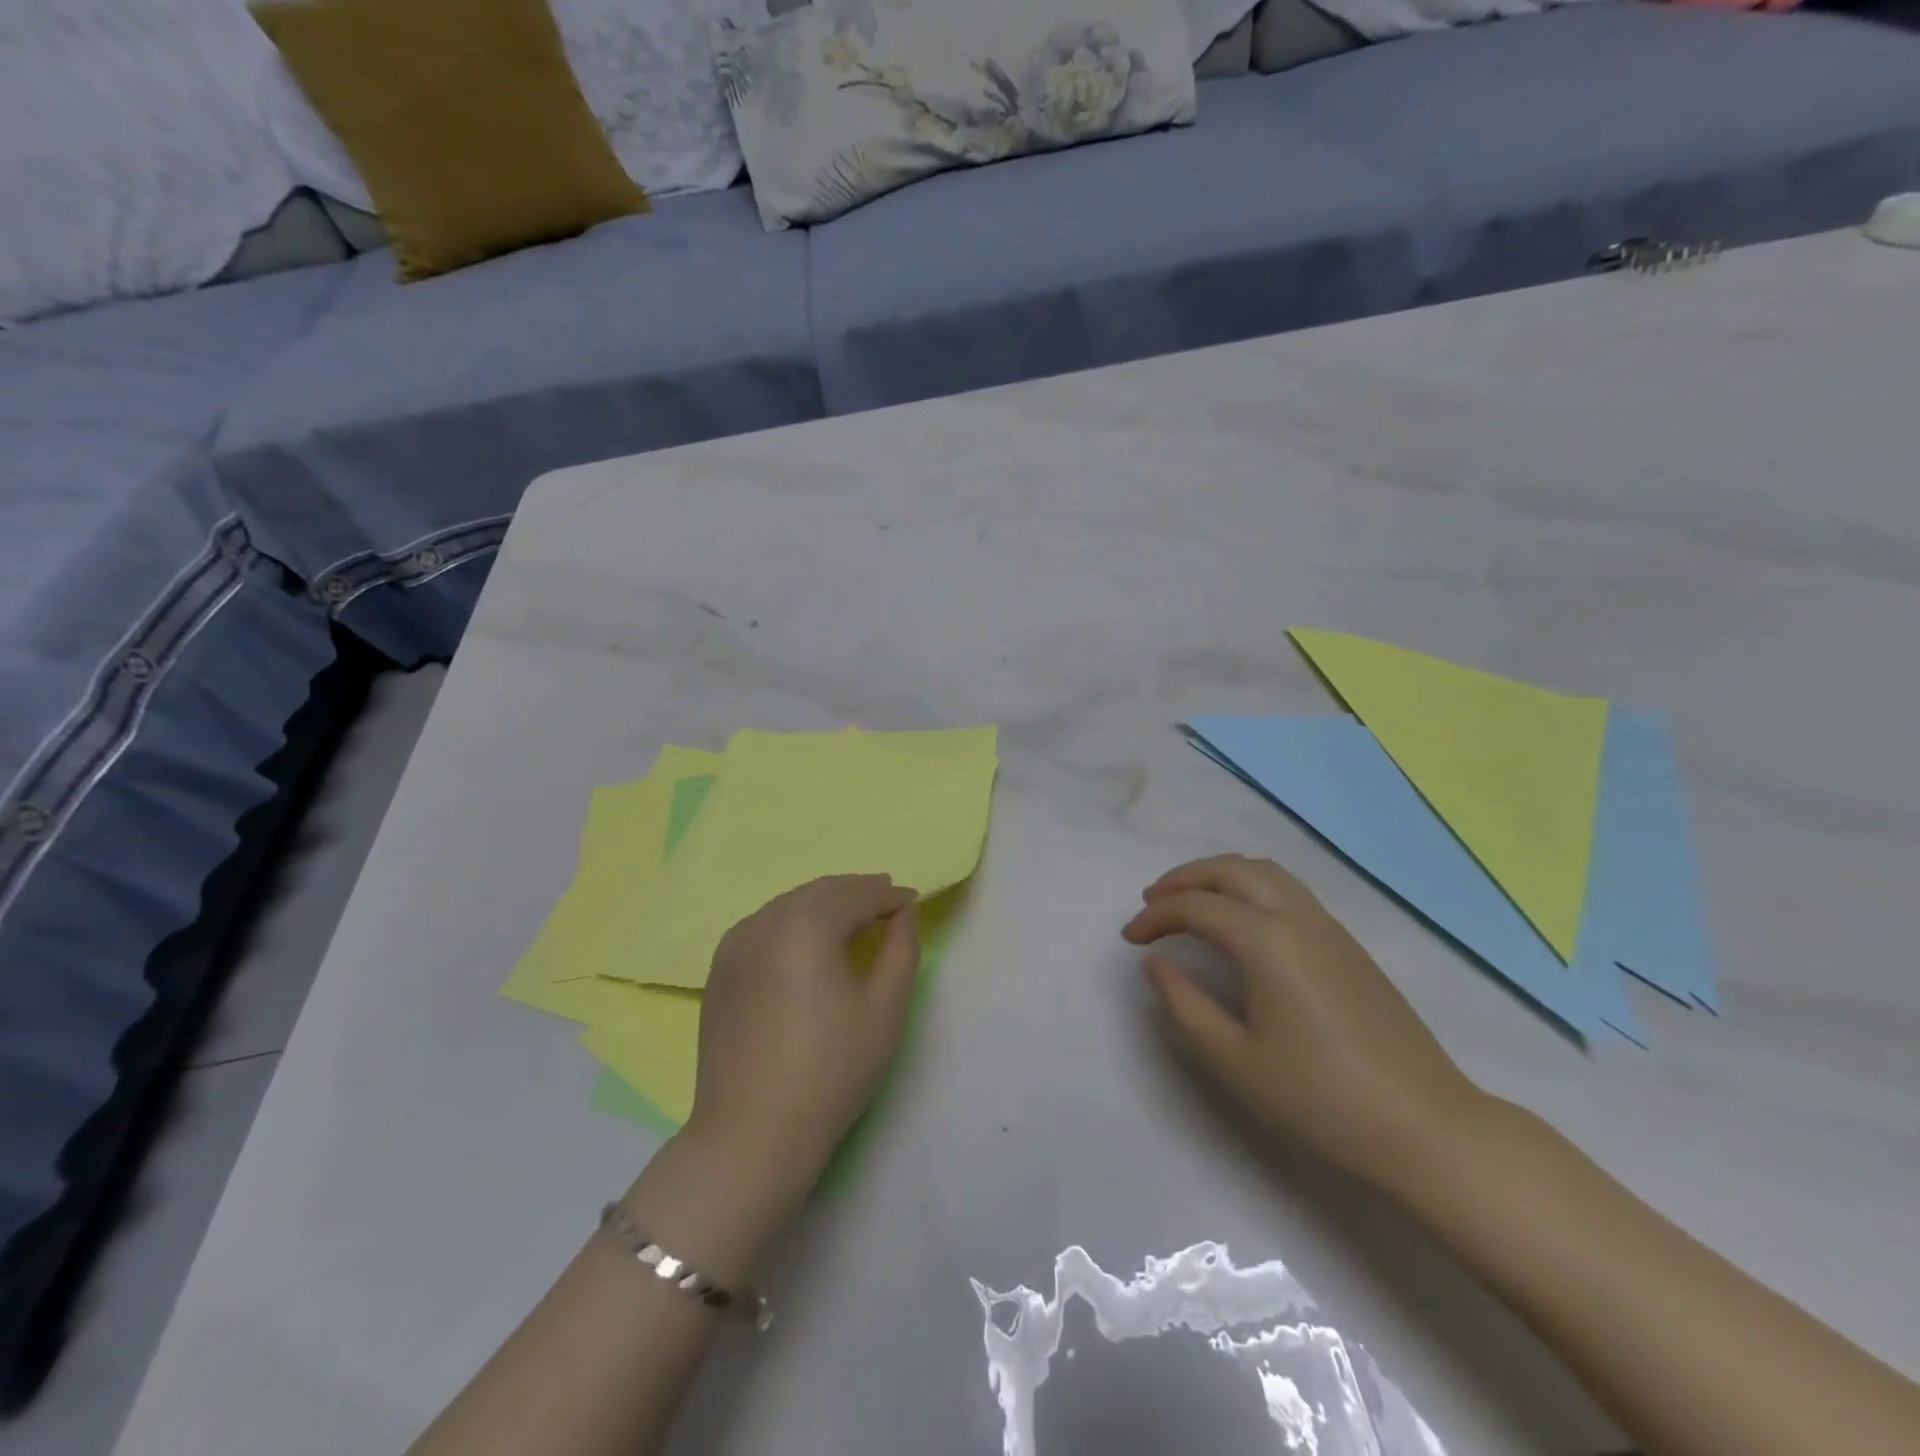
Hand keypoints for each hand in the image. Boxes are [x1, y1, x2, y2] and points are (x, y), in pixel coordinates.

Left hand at [689, 875, 920, 1196]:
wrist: (751, 1134)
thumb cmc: (831, 1072)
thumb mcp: (885, 1010)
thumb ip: (902, 950)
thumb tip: (902, 915)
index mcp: (807, 925)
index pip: (856, 894)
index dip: (889, 895)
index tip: (912, 902)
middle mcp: (766, 921)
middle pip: (820, 891)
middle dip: (857, 891)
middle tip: (887, 900)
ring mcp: (736, 944)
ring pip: (789, 904)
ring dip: (825, 903)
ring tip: (852, 917)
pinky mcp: (719, 969)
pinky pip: (764, 925)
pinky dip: (793, 920)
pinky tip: (806, 941)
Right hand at [1124, 854, 1490, 1195]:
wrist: (1427, 1128)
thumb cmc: (1323, 1100)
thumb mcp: (1236, 1062)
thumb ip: (1185, 1006)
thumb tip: (1154, 964)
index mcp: (1268, 942)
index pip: (1196, 907)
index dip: (1155, 916)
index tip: (1130, 940)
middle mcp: (1298, 918)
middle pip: (1231, 870)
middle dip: (1184, 879)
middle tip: (1152, 902)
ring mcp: (1329, 928)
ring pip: (1264, 872)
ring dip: (1219, 875)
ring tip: (1192, 901)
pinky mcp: (1348, 945)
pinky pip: (1288, 889)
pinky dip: (1250, 886)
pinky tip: (1242, 921)